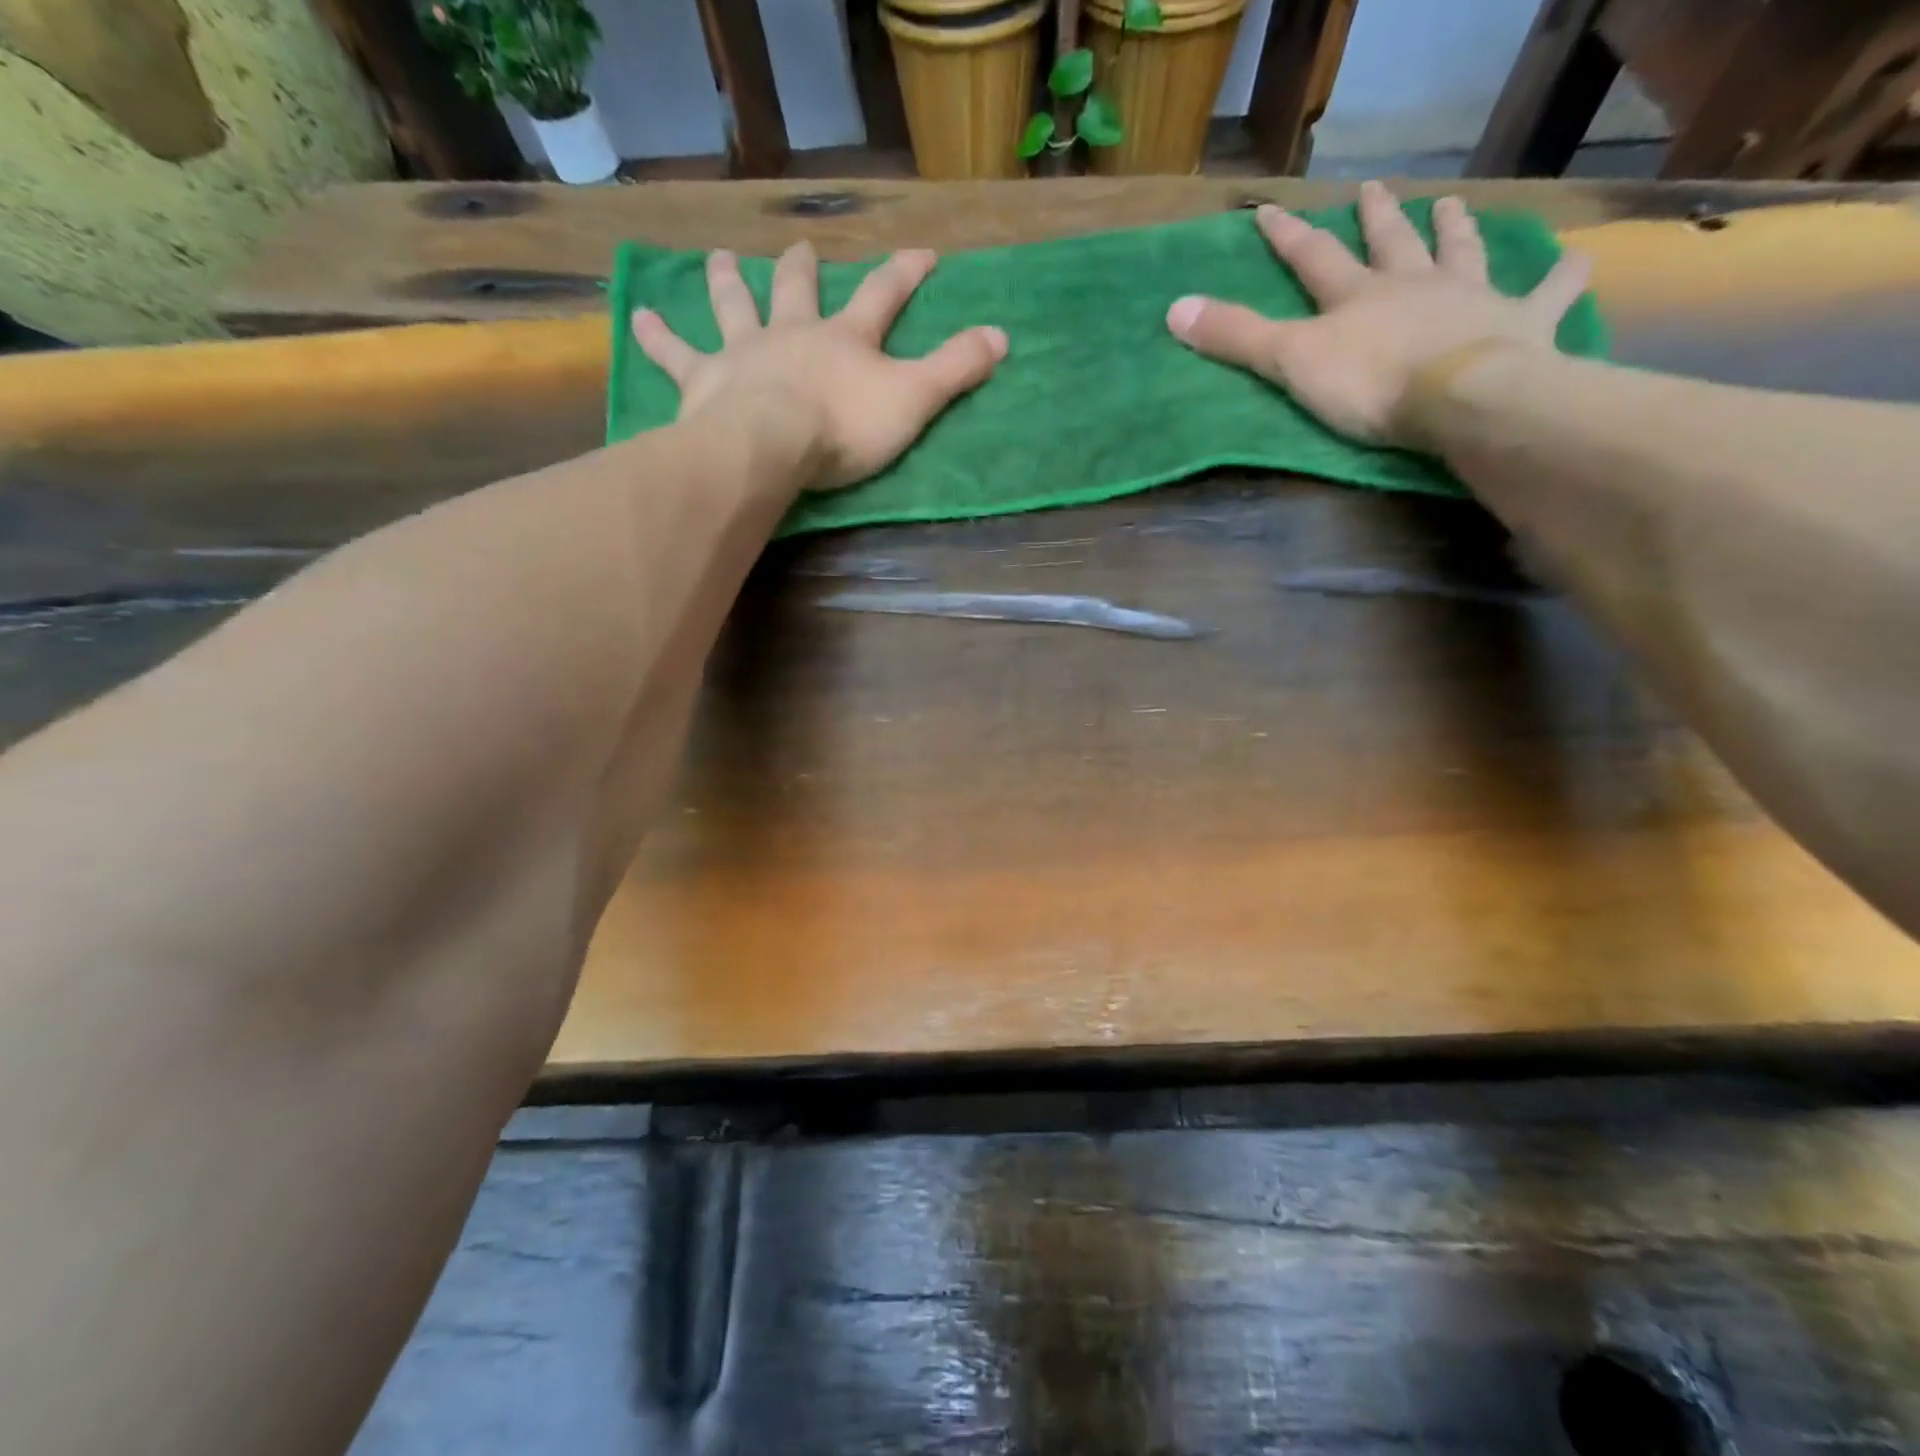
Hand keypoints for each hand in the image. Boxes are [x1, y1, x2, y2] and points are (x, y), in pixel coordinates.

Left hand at [632, 242, 1007, 490]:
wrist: (770, 445)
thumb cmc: (844, 427)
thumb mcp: (913, 401)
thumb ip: (956, 370)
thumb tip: (1003, 335)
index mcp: (846, 339)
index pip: (884, 296)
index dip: (907, 273)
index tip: (925, 253)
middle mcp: (793, 332)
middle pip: (799, 290)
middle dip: (805, 269)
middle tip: (801, 249)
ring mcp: (744, 352)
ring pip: (734, 306)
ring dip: (728, 282)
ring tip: (719, 260)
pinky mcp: (704, 380)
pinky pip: (675, 354)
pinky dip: (655, 337)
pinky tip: (633, 319)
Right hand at [1165, 180, 1591, 446]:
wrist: (1462, 397)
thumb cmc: (1370, 384)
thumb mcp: (1290, 363)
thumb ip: (1236, 338)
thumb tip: (1174, 309)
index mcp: (1356, 297)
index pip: (1312, 258)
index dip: (1287, 235)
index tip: (1266, 210)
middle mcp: (1413, 285)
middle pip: (1391, 243)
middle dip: (1377, 218)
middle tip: (1376, 189)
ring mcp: (1470, 300)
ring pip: (1461, 254)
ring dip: (1455, 231)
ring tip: (1452, 207)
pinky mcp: (1520, 325)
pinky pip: (1546, 295)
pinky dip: (1560, 278)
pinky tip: (1576, 261)